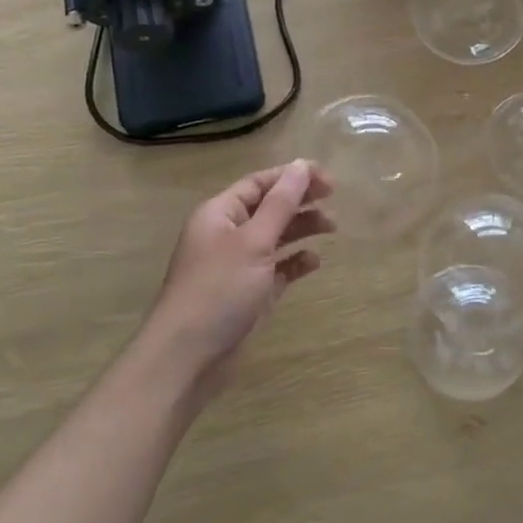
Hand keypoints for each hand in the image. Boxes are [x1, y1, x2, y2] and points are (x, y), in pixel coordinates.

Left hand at [144, 159, 333, 397]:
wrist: (188, 357)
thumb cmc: (219, 290)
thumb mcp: (253, 241)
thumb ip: (280, 204)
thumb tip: (301, 165)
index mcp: (220, 213)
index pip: (260, 183)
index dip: (292, 176)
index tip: (328, 179)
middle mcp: (228, 234)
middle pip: (269, 206)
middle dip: (300, 200)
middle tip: (334, 198)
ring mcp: (238, 265)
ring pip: (275, 236)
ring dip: (302, 228)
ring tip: (332, 227)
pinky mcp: (249, 293)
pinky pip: (276, 268)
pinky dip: (295, 262)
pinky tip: (314, 261)